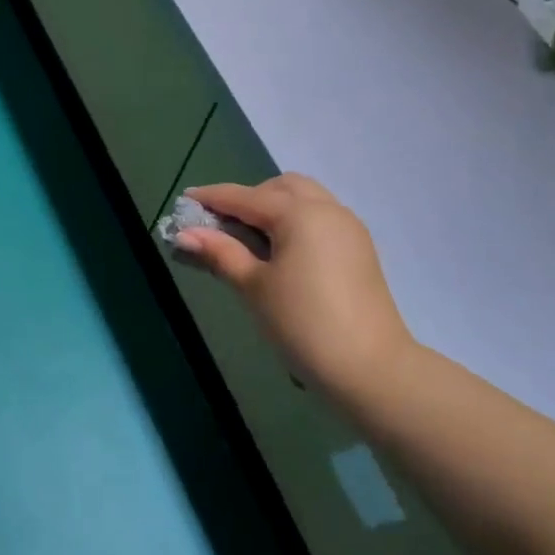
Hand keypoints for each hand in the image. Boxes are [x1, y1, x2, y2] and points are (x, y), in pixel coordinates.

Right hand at [177, 176, 414, 401]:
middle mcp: (328, 210)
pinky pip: (321, 218)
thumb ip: (220, 253)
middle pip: (282, 188)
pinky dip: (295, 221)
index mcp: (299, 214)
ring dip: (275, 207)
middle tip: (222, 223)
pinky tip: (280, 250)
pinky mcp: (359, 249)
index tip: (185, 198)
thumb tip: (185, 234)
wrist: (369, 367)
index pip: (246, 197)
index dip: (213, 197)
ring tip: (249, 238)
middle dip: (249, 197)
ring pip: (306, 199)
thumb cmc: (302, 323)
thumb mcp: (253, 286)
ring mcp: (349, 229)